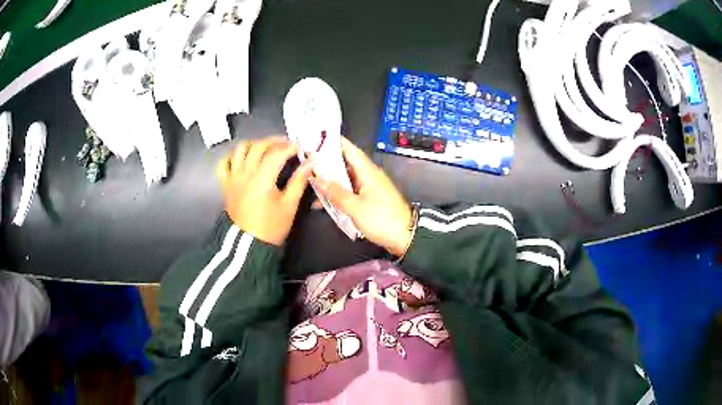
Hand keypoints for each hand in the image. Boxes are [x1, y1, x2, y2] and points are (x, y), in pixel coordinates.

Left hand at [217, 137, 313, 245]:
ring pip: (240, 149)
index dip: (290, 147)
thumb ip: (299, 181)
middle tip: (286, 144)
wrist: (249, 245)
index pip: (276, 153)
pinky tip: (243, 159)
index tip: (300, 148)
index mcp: (262, 179)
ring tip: (265, 148)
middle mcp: (245, 173)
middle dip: (274, 141)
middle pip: (258, 146)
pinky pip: (224, 163)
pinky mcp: (226, 184)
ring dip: (254, 144)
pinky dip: (233, 156)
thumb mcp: (289, 205)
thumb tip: (310, 162)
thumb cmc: (272, 226)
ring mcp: (233, 177)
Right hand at [313, 137, 412, 255]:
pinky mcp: (371, 198)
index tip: (316, 139)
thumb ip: (335, 192)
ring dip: (331, 181)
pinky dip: (339, 193)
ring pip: (347, 178)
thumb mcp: (355, 207)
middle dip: (327, 163)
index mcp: (367, 171)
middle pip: (346, 163)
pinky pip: (351, 190)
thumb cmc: (381, 219)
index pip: (349, 149)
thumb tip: (318, 179)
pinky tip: (324, 202)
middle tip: (307, 162)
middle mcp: (369, 175)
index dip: (333, 142)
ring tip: (311, 183)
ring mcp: (371, 187)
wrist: (405, 237)